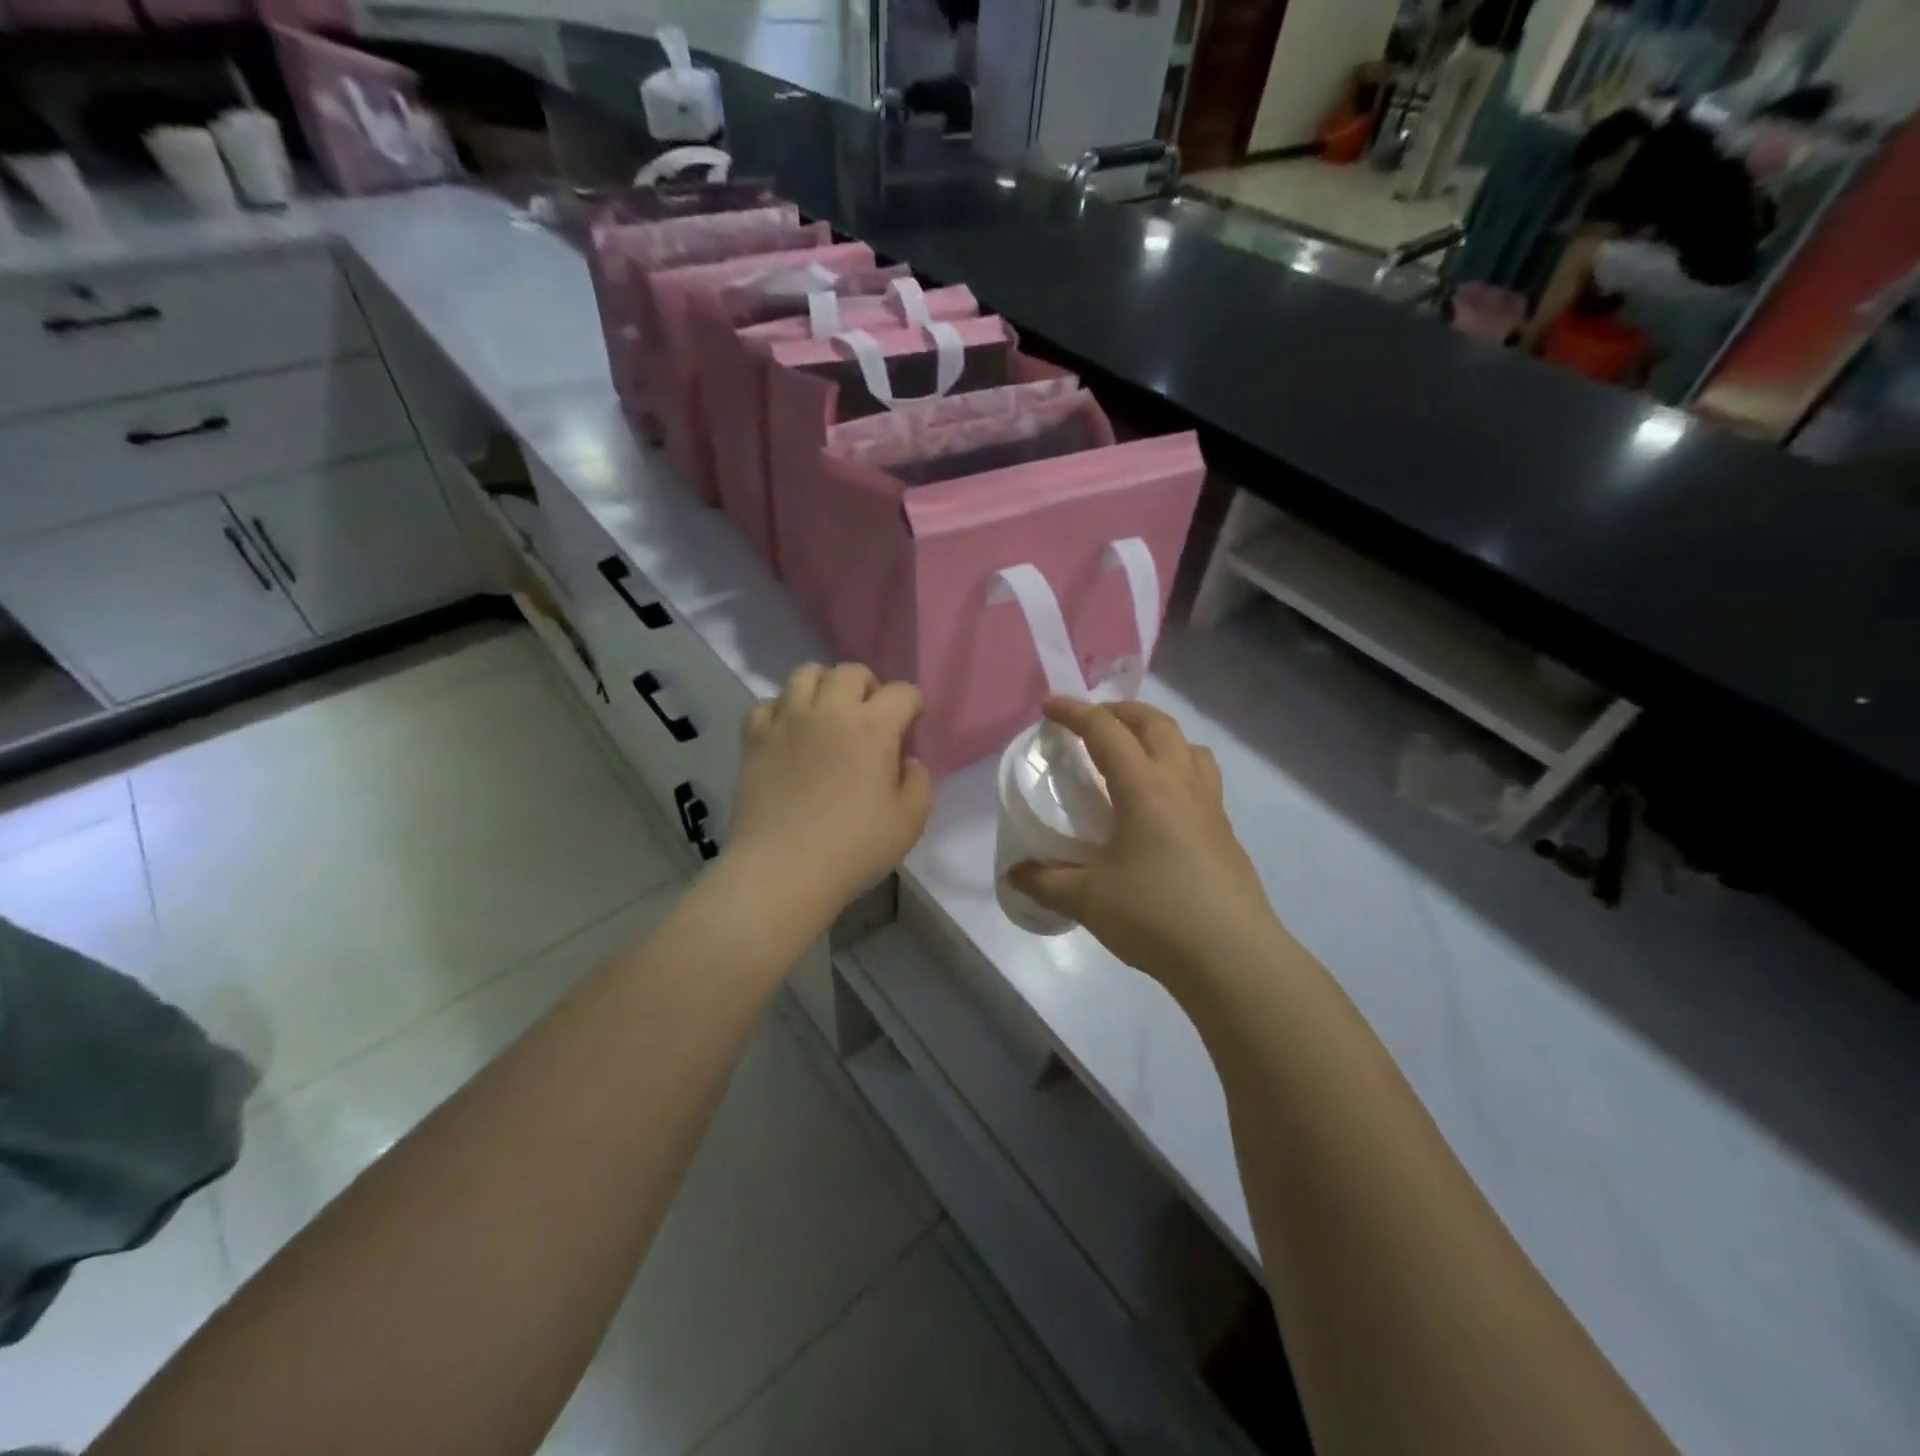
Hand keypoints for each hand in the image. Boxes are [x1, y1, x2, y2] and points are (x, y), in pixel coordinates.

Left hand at [726, 664, 933, 919]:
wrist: (782, 872)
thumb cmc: (853, 849)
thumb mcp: (910, 823)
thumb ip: (919, 783)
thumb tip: (907, 761)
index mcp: (873, 727)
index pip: (902, 692)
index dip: (913, 705)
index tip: (912, 726)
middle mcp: (829, 710)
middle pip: (851, 672)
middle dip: (869, 687)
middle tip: (870, 718)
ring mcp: (787, 720)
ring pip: (805, 674)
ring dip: (823, 687)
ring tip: (827, 714)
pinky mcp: (754, 737)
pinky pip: (767, 703)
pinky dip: (782, 710)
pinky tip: (789, 733)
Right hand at [1009, 699, 1283, 995]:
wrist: (1232, 957)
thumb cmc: (1155, 916)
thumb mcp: (1088, 899)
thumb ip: (1046, 882)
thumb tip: (1015, 875)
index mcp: (1145, 787)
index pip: (1106, 731)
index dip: (1075, 713)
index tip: (1049, 707)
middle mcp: (1181, 785)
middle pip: (1156, 724)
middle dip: (1121, 711)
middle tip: (1094, 721)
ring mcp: (1211, 808)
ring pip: (1190, 747)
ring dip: (1159, 735)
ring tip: (1135, 754)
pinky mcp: (1226, 834)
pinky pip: (1204, 780)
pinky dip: (1179, 770)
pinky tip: (1163, 808)